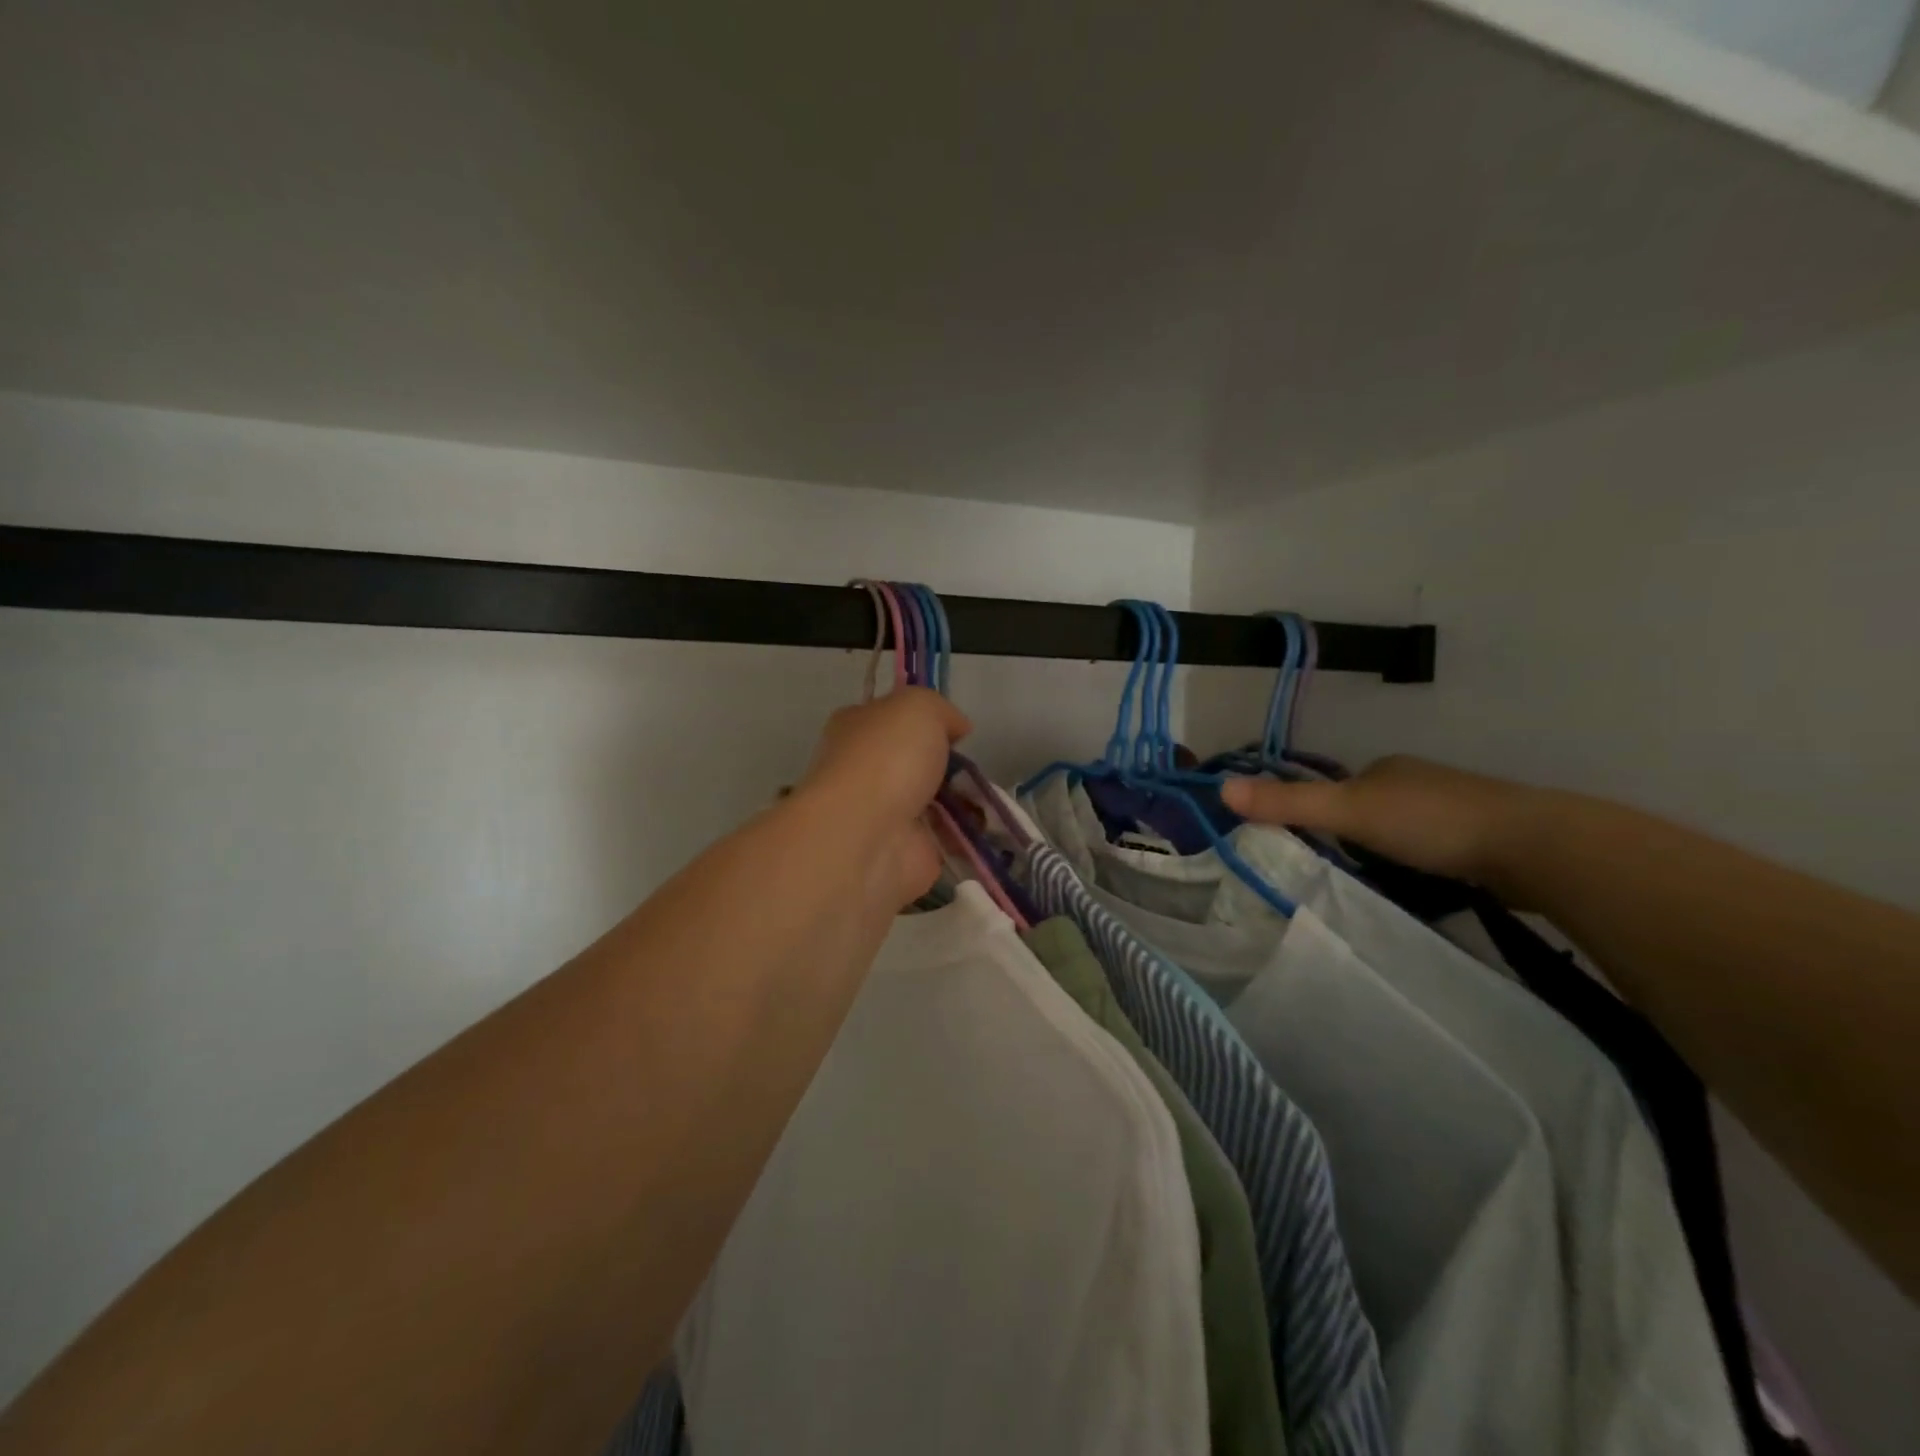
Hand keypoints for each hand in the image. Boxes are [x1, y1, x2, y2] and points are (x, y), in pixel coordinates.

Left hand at [796, 688, 973, 905]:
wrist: (868, 837)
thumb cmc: (887, 759)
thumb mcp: (919, 707)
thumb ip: (941, 710)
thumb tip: (956, 728)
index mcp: (857, 729)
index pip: (892, 718)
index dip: (926, 721)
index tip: (957, 731)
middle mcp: (866, 770)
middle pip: (917, 762)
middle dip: (949, 765)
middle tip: (974, 767)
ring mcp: (887, 815)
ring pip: (934, 802)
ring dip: (964, 801)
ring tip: (987, 798)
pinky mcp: (909, 852)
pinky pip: (946, 839)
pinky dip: (968, 835)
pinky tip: (986, 826)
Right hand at [1220, 755, 1544, 891]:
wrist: (1535, 847)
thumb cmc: (1431, 822)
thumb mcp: (1348, 812)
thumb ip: (1288, 804)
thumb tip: (1221, 790)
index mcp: (1388, 768)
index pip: (1341, 788)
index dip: (1324, 814)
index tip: (1315, 848)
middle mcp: (1421, 781)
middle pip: (1373, 810)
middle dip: (1359, 838)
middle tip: (1346, 873)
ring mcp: (1460, 809)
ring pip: (1408, 832)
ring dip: (1393, 855)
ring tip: (1384, 888)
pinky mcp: (1489, 840)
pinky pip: (1440, 852)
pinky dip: (1427, 867)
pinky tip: (1429, 889)